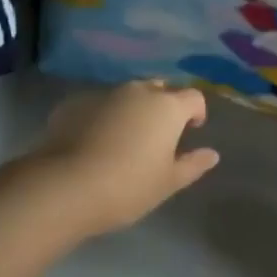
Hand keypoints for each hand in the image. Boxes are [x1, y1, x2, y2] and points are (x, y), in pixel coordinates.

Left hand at [24, 80, 220, 236]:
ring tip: (124, 139)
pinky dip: (103, 116)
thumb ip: (192, 165)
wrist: (65, 186)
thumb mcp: (167, 182)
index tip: (192, 130)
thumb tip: (212, 154)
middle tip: (158, 135)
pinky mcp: (74, 103)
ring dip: (132, 110)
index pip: (193, 97)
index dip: (197, 112)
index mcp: (167, 107)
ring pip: (127, 95)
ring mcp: (104, 94)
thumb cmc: (127, 186)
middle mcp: (138, 91)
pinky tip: (93, 142)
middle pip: (160, 90)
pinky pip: (98, 105)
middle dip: (164, 106)